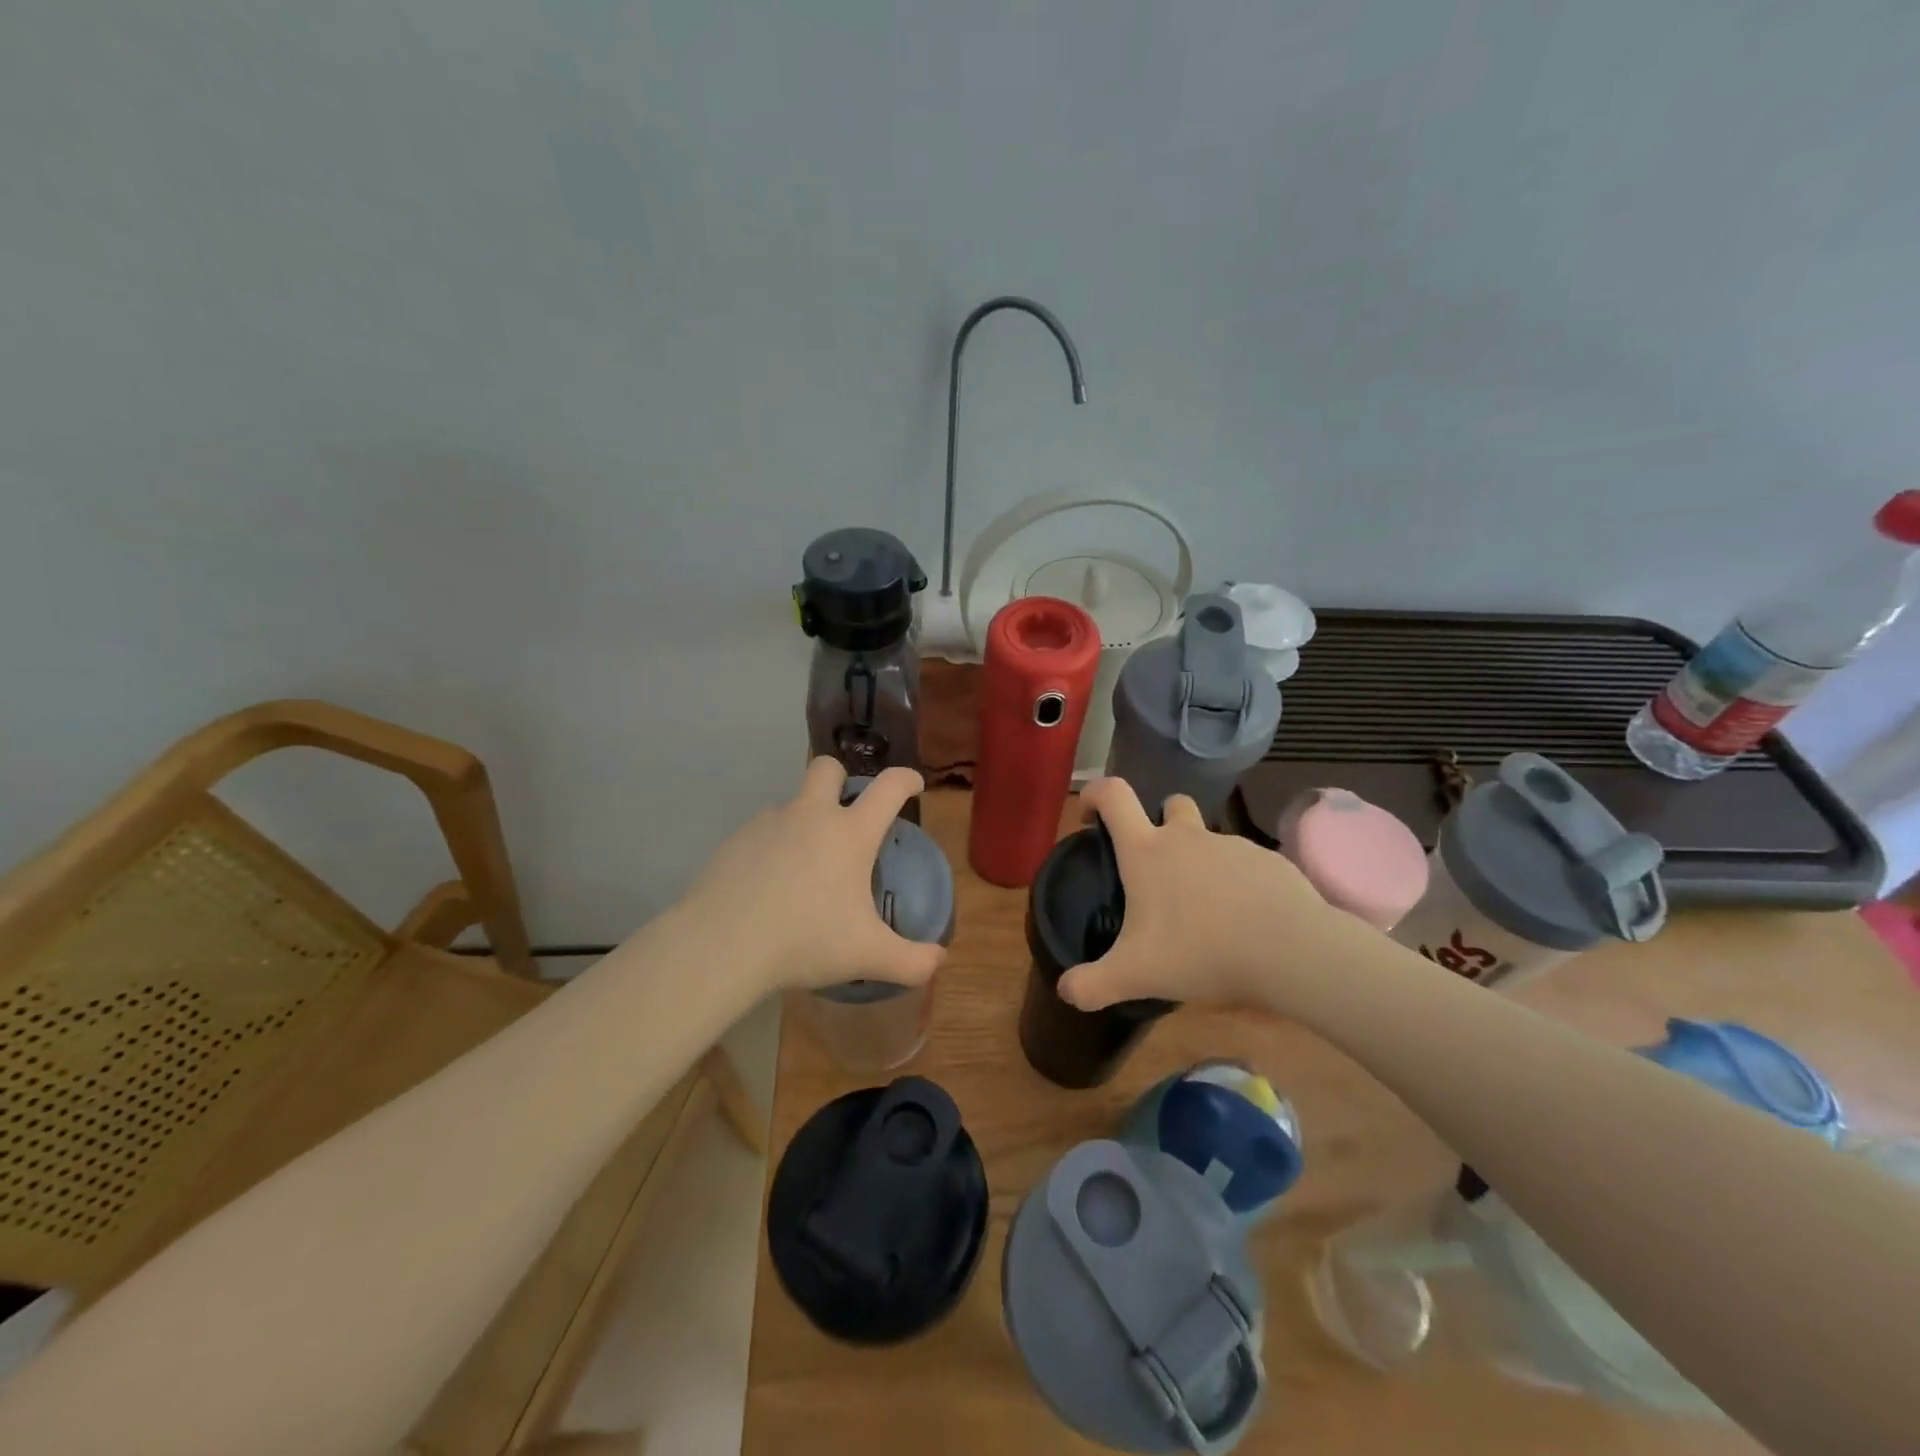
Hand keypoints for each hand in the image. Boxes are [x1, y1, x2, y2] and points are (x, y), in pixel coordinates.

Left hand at [676, 757, 946, 994]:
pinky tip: (769, 887)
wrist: (722, 944)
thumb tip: (938, 962)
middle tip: (846, 814)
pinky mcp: (735, 842)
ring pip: (791, 805)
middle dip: (841, 778)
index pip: (887, 787)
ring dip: (804, 822)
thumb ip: (911, 961)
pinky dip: (773, 850)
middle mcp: (810, 815)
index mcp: (850, 833)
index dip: (906, 779)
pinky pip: (762, 834)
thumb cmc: (805, 939)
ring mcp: (768, 824)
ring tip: (804, 870)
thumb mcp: (867, 956)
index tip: (913, 785)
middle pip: (827, 768)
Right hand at [1057, 777, 1379, 1013]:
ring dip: (1200, 860)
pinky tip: (1244, 922)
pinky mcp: (1269, 862)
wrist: (1289, 951)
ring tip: (1205, 912)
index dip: (1094, 794)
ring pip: (1209, 838)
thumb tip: (1065, 990)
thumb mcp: (1135, 975)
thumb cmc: (1199, 951)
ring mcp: (1232, 845)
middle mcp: (1187, 836)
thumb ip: (1092, 985)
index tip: (1090, 819)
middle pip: (1169, 803)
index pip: (1113, 794)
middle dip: (1159, 823)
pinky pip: (1244, 864)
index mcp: (1147, 850)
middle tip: (1156, 869)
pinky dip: (1237, 883)